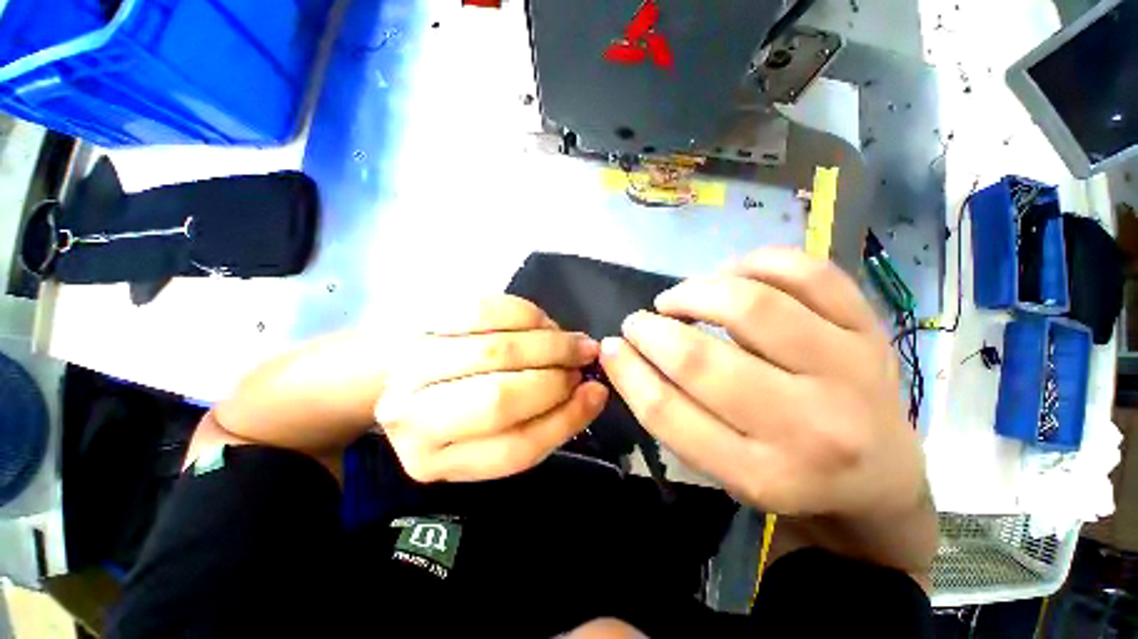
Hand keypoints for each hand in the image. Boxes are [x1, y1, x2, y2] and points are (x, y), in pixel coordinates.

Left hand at [376, 296, 607, 482]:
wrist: (392, 370)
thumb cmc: (450, 406)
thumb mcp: (490, 432)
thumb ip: (544, 420)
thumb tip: (592, 391)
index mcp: (433, 460)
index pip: (514, 449)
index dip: (566, 418)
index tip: (596, 393)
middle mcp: (412, 417)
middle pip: (501, 399)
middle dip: (556, 376)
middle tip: (584, 360)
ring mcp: (410, 363)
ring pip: (496, 351)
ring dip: (548, 343)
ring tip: (571, 340)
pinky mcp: (420, 319)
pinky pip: (485, 310)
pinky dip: (525, 314)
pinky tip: (542, 322)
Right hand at [600, 250, 926, 517]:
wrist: (881, 478)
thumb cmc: (788, 475)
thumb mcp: (721, 468)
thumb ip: (670, 413)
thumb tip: (622, 352)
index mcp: (762, 475)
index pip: (668, 413)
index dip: (627, 371)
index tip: (611, 346)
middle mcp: (810, 427)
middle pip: (701, 361)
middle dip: (651, 331)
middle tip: (638, 322)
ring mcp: (850, 370)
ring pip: (751, 307)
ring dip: (694, 293)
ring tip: (676, 299)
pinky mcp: (871, 331)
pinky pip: (808, 274)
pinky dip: (755, 263)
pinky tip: (730, 273)